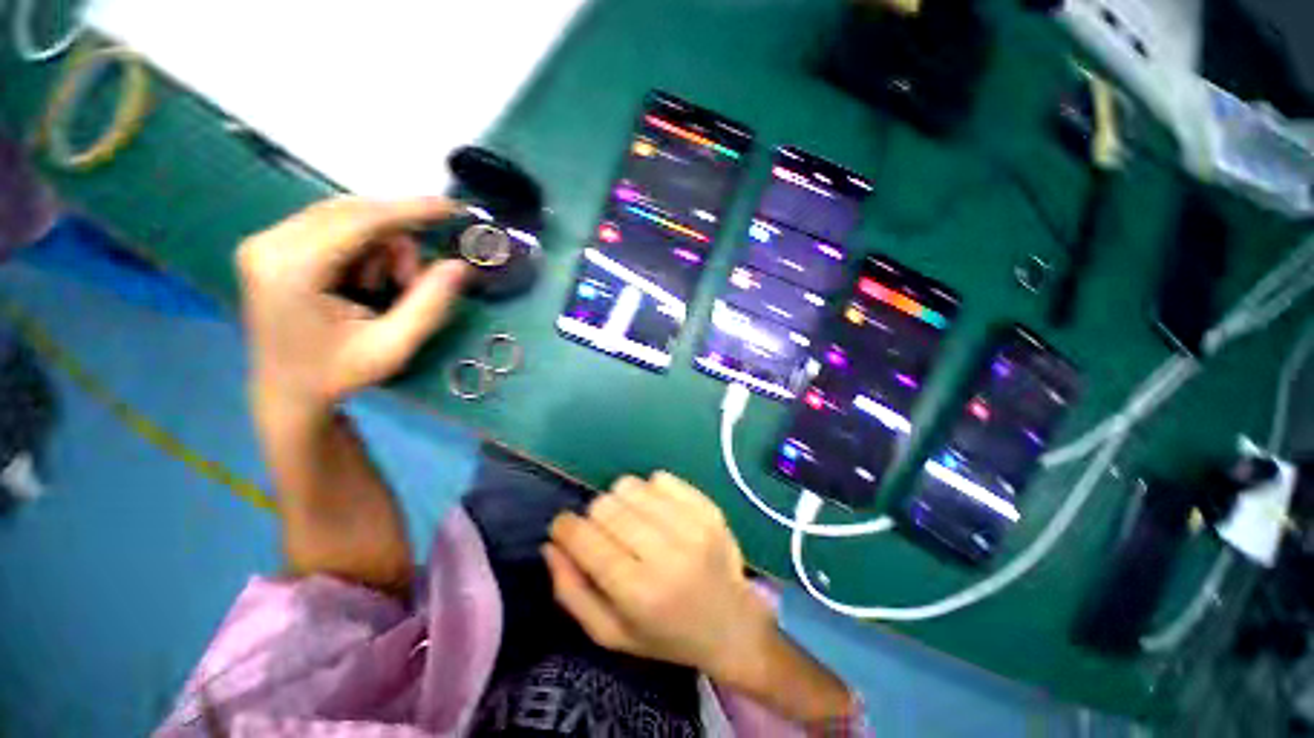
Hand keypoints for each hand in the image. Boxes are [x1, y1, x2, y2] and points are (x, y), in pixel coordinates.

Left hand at [237, 197, 470, 410]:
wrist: (285, 391)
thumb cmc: (339, 374)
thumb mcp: (394, 347)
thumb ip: (430, 304)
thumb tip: (460, 265)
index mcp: (292, 270)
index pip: (359, 221)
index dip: (410, 210)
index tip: (452, 208)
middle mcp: (269, 243)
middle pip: (352, 212)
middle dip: (395, 241)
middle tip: (410, 282)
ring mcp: (265, 240)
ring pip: (345, 216)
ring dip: (380, 247)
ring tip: (384, 289)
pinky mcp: (272, 244)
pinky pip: (333, 225)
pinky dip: (363, 247)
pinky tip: (364, 279)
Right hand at [544, 472, 775, 683]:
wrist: (732, 625)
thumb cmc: (666, 636)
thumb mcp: (611, 633)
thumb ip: (571, 592)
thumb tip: (551, 544)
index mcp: (639, 593)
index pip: (586, 539)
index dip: (565, 527)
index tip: (564, 529)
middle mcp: (667, 554)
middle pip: (606, 506)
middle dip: (594, 516)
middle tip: (606, 534)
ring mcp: (692, 526)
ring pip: (631, 486)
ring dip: (622, 500)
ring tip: (632, 521)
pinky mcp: (708, 508)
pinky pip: (661, 478)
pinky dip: (650, 491)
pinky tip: (657, 512)